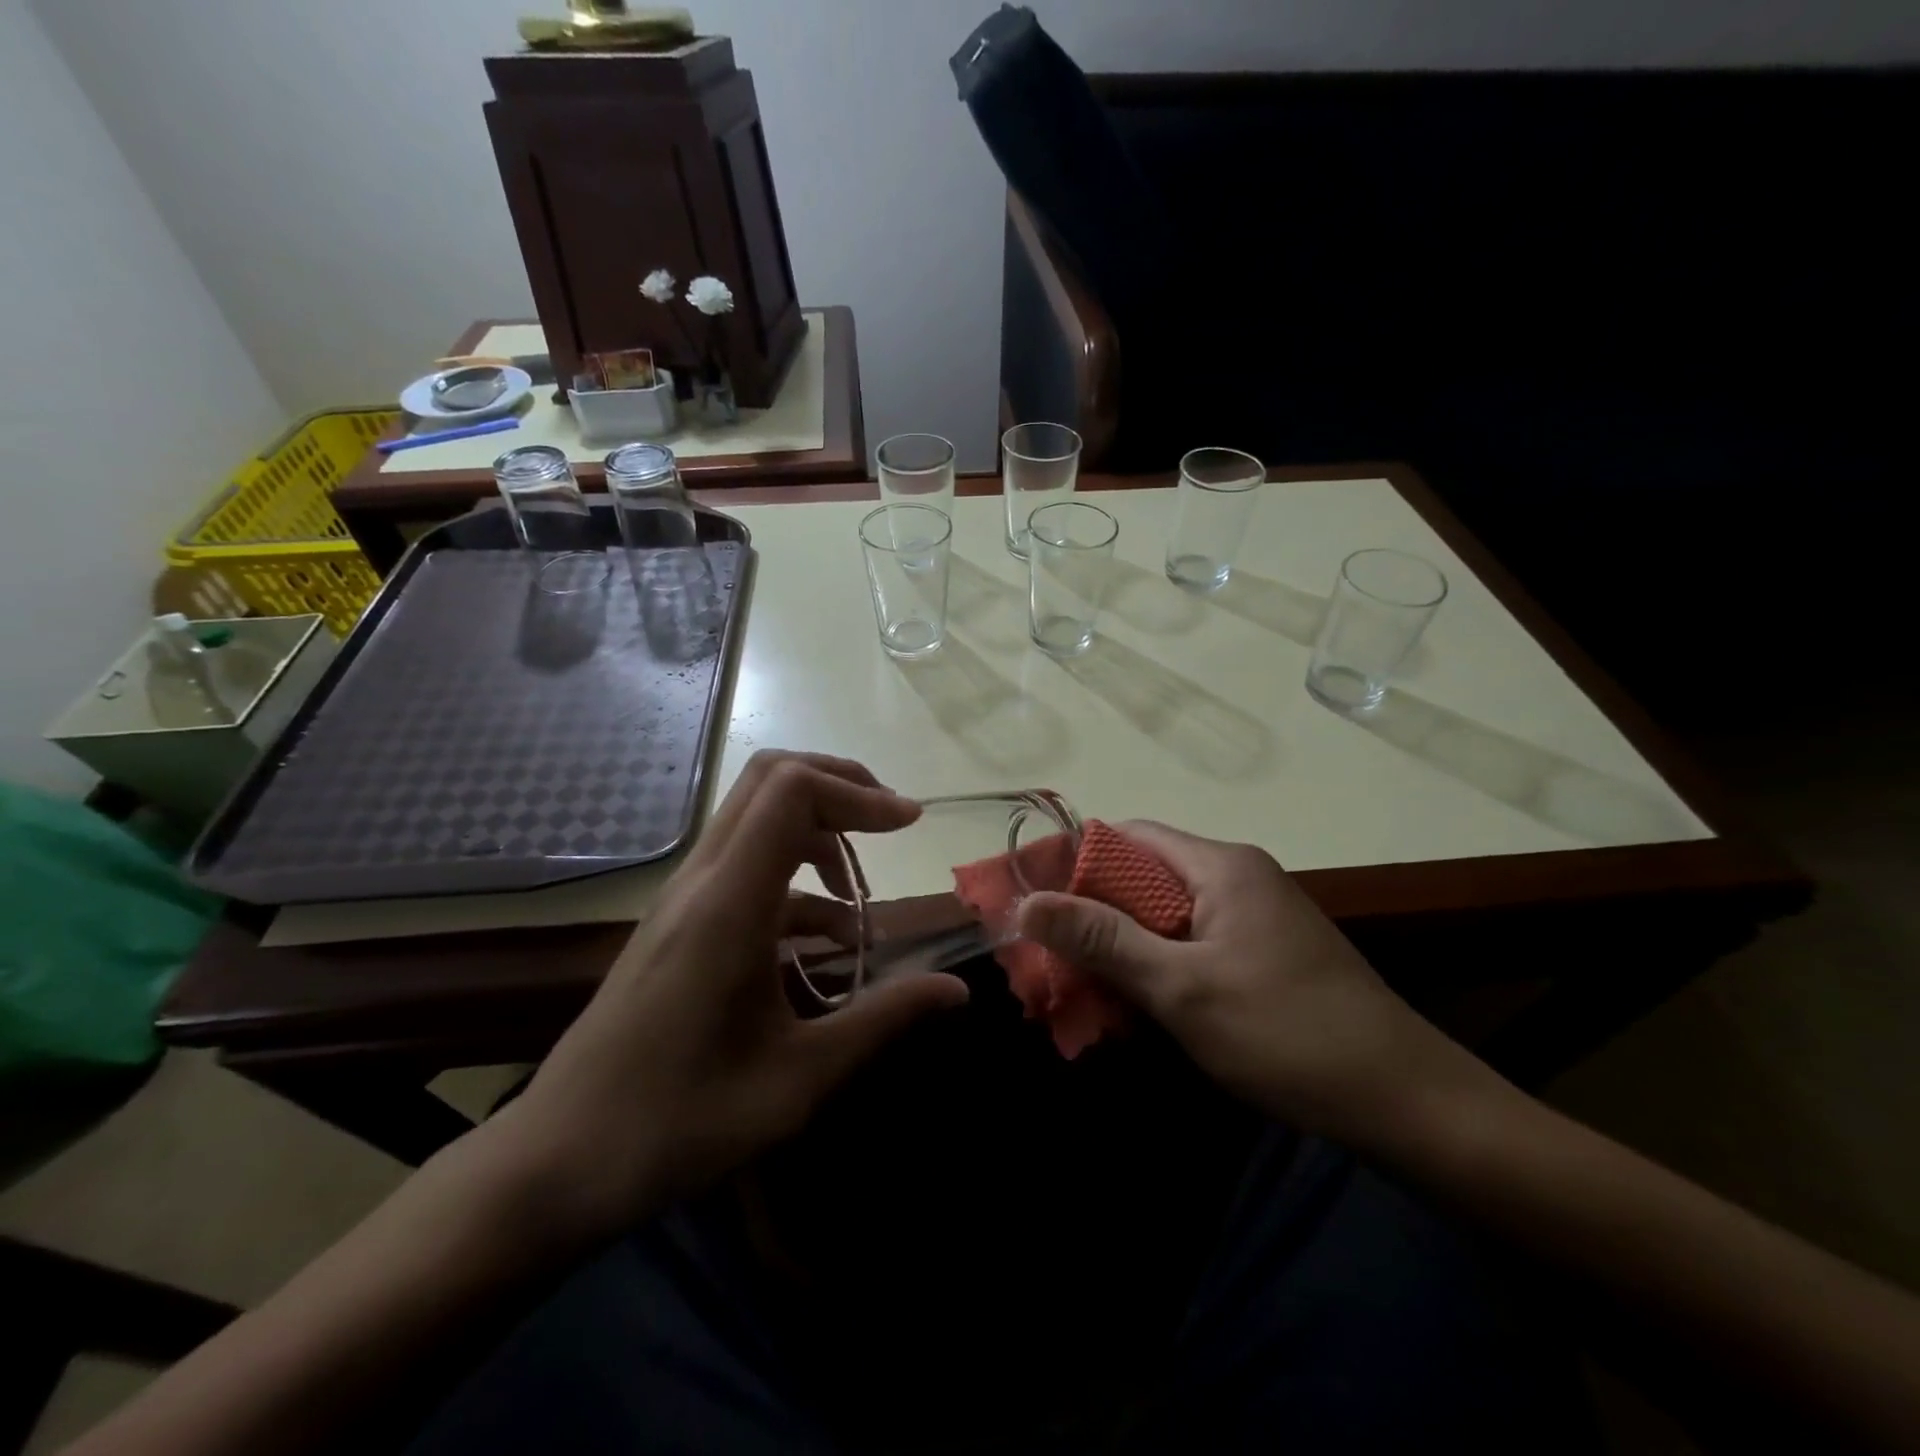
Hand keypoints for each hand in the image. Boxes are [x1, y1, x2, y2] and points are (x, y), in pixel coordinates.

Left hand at [489, 751, 968, 1239]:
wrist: (558, 1161)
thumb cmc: (681, 1121)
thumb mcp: (800, 1079)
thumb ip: (883, 1020)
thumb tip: (958, 990)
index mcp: (730, 904)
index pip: (791, 791)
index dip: (857, 792)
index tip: (910, 823)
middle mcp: (702, 880)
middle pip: (770, 779)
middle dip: (840, 786)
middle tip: (891, 822)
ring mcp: (683, 897)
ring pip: (755, 815)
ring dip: (817, 828)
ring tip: (861, 892)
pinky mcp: (678, 920)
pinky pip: (743, 864)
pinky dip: (793, 873)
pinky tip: (824, 936)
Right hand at [1015, 823, 1491, 1147]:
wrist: (1405, 1102)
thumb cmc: (1285, 1032)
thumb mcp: (1181, 987)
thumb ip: (1103, 940)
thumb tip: (1027, 904)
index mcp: (1220, 865)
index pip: (1129, 836)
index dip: (1076, 862)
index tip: (1034, 902)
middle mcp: (1236, 877)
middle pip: (1143, 877)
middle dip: (1092, 915)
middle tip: (1046, 957)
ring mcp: (1252, 917)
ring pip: (1163, 917)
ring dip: (1120, 948)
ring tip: (1076, 988)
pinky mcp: (1261, 954)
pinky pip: (1190, 945)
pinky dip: (1154, 968)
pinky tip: (1130, 1008)